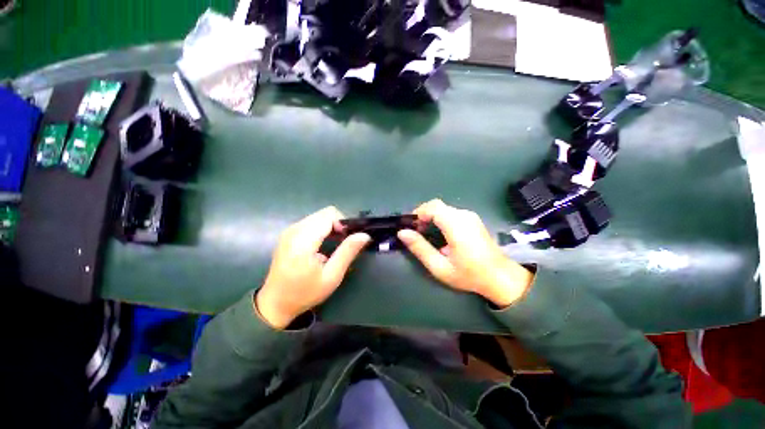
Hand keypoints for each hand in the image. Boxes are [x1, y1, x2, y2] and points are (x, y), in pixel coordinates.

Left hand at [255, 207, 370, 328]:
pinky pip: (311, 222)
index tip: (349, 239)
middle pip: (324, 214)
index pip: (329, 215)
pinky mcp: (288, 234)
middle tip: (344, 243)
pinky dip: (322, 228)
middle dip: (338, 224)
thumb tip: (364, 235)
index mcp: (303, 240)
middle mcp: (294, 230)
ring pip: (318, 217)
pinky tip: (323, 244)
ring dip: (331, 226)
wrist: (275, 303)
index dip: (343, 223)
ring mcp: (289, 231)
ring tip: (335, 244)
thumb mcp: (331, 276)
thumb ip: (348, 252)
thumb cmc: (305, 293)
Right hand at [398, 199, 532, 306]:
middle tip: (416, 232)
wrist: (501, 277)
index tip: (411, 227)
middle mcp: (464, 216)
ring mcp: (470, 216)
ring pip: (443, 208)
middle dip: (423, 215)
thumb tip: (402, 233)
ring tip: (426, 234)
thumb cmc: (469, 275)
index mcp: (456, 226)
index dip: (418, 213)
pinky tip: (439, 233)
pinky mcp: (473, 219)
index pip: (433, 207)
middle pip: (437, 205)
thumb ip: (420, 248)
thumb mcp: (440, 267)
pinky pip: (451, 213)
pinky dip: (440, 218)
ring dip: (431, 217)